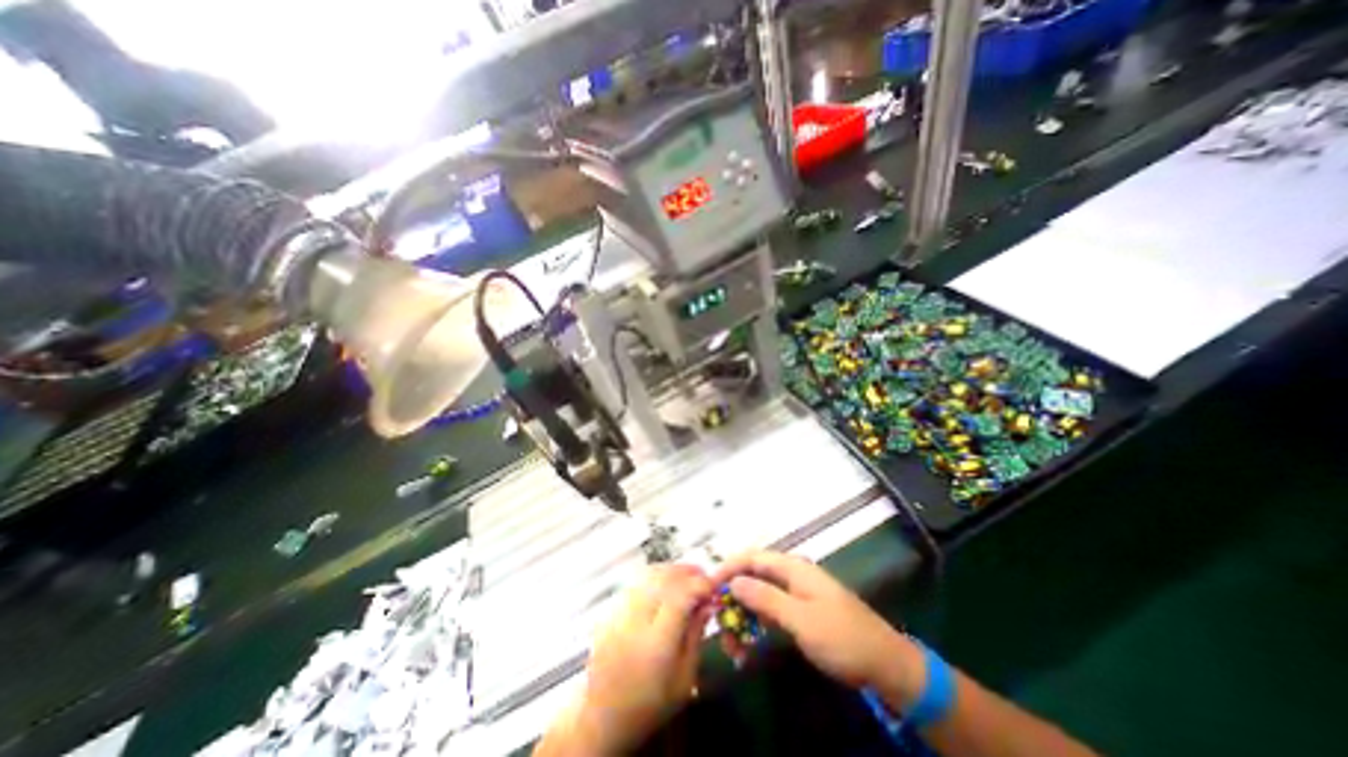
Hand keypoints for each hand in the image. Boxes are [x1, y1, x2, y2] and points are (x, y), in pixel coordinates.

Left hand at [565, 564, 714, 754]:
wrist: (603, 715)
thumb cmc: (650, 703)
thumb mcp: (684, 679)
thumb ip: (695, 636)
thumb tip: (708, 603)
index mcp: (656, 644)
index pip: (680, 597)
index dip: (699, 585)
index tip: (713, 586)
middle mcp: (634, 622)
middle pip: (663, 579)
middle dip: (686, 572)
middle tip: (703, 575)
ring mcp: (618, 614)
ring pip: (647, 575)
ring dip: (670, 570)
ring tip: (686, 575)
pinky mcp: (609, 610)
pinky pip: (635, 581)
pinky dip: (653, 575)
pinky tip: (664, 582)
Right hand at [709, 550, 921, 701]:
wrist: (885, 665)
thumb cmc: (842, 638)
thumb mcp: (801, 619)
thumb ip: (766, 598)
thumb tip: (734, 581)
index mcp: (793, 568)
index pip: (752, 557)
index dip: (728, 567)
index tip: (708, 586)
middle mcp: (791, 575)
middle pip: (753, 575)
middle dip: (733, 596)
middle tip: (718, 622)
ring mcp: (796, 593)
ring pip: (759, 595)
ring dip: (743, 614)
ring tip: (732, 642)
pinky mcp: (800, 611)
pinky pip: (770, 611)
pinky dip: (757, 623)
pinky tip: (748, 643)